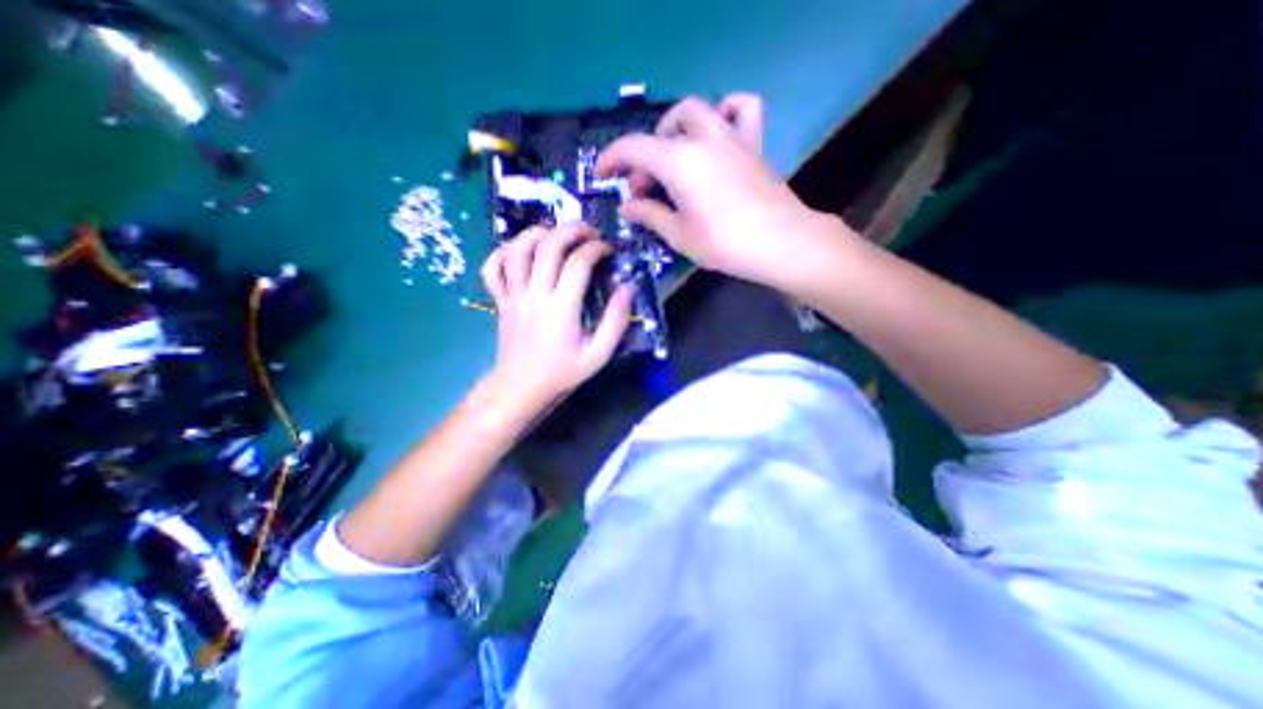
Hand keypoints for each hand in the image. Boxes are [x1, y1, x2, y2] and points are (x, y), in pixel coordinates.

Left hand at [480, 220, 630, 413]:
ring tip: (556, 233)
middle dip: (571, 230)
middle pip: (548, 246)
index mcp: (561, 308)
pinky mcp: (500, 301)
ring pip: (518, 250)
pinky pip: (492, 269)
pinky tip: (520, 251)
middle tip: (588, 232)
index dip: (596, 249)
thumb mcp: (598, 355)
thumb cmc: (562, 373)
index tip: (609, 249)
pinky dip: (503, 252)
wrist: (521, 389)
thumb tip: (627, 289)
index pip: (578, 263)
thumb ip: (615, 322)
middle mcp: (534, 295)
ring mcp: (513, 296)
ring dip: (538, 233)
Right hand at [596, 93, 852, 293]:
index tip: (601, 174)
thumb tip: (628, 207)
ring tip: (673, 156)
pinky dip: (726, 111)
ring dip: (675, 129)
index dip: (611, 159)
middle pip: (662, 130)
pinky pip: (742, 109)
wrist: (781, 243)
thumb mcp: (679, 235)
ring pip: (696, 111)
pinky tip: (717, 132)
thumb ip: (650, 216)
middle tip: (644, 189)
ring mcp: (731, 138)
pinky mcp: (753, 145)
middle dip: (644, 156)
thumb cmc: (725, 243)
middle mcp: (703, 139)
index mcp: (679, 161)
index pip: (633, 148)